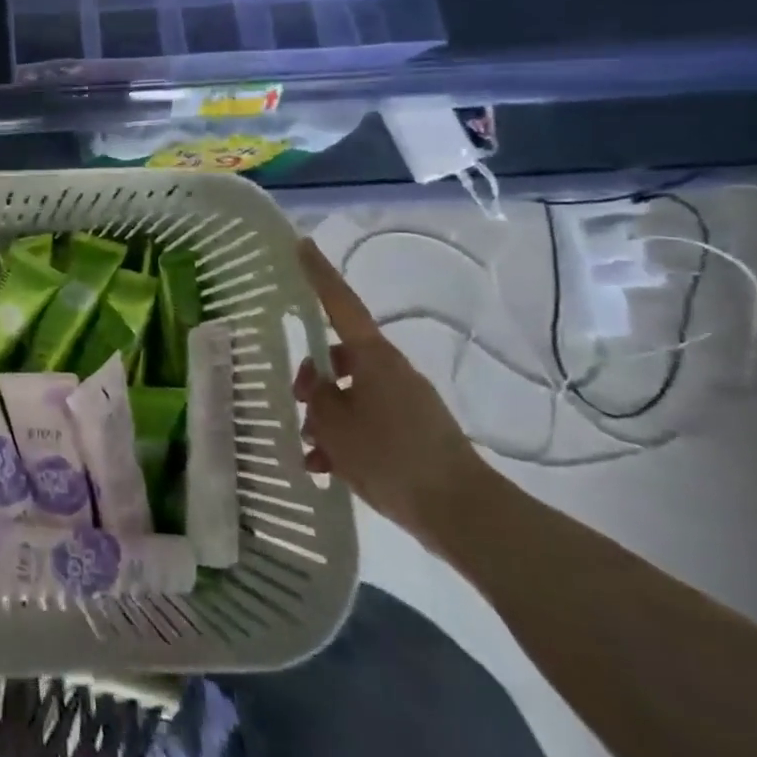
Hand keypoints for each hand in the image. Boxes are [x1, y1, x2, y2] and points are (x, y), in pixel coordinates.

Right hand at [294, 239, 492, 551]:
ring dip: (325, 418)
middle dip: (311, 378)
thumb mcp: (335, 426)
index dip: (318, 274)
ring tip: (308, 451)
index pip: (340, 304)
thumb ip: (315, 398)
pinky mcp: (411, 433)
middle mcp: (390, 371)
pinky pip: (366, 423)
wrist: (461, 512)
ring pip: (349, 395)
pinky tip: (325, 470)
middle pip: (338, 359)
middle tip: (295, 403)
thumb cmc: (391, 456)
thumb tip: (313, 384)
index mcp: (373, 357)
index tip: (301, 244)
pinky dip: (344, 442)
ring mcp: (403, 403)